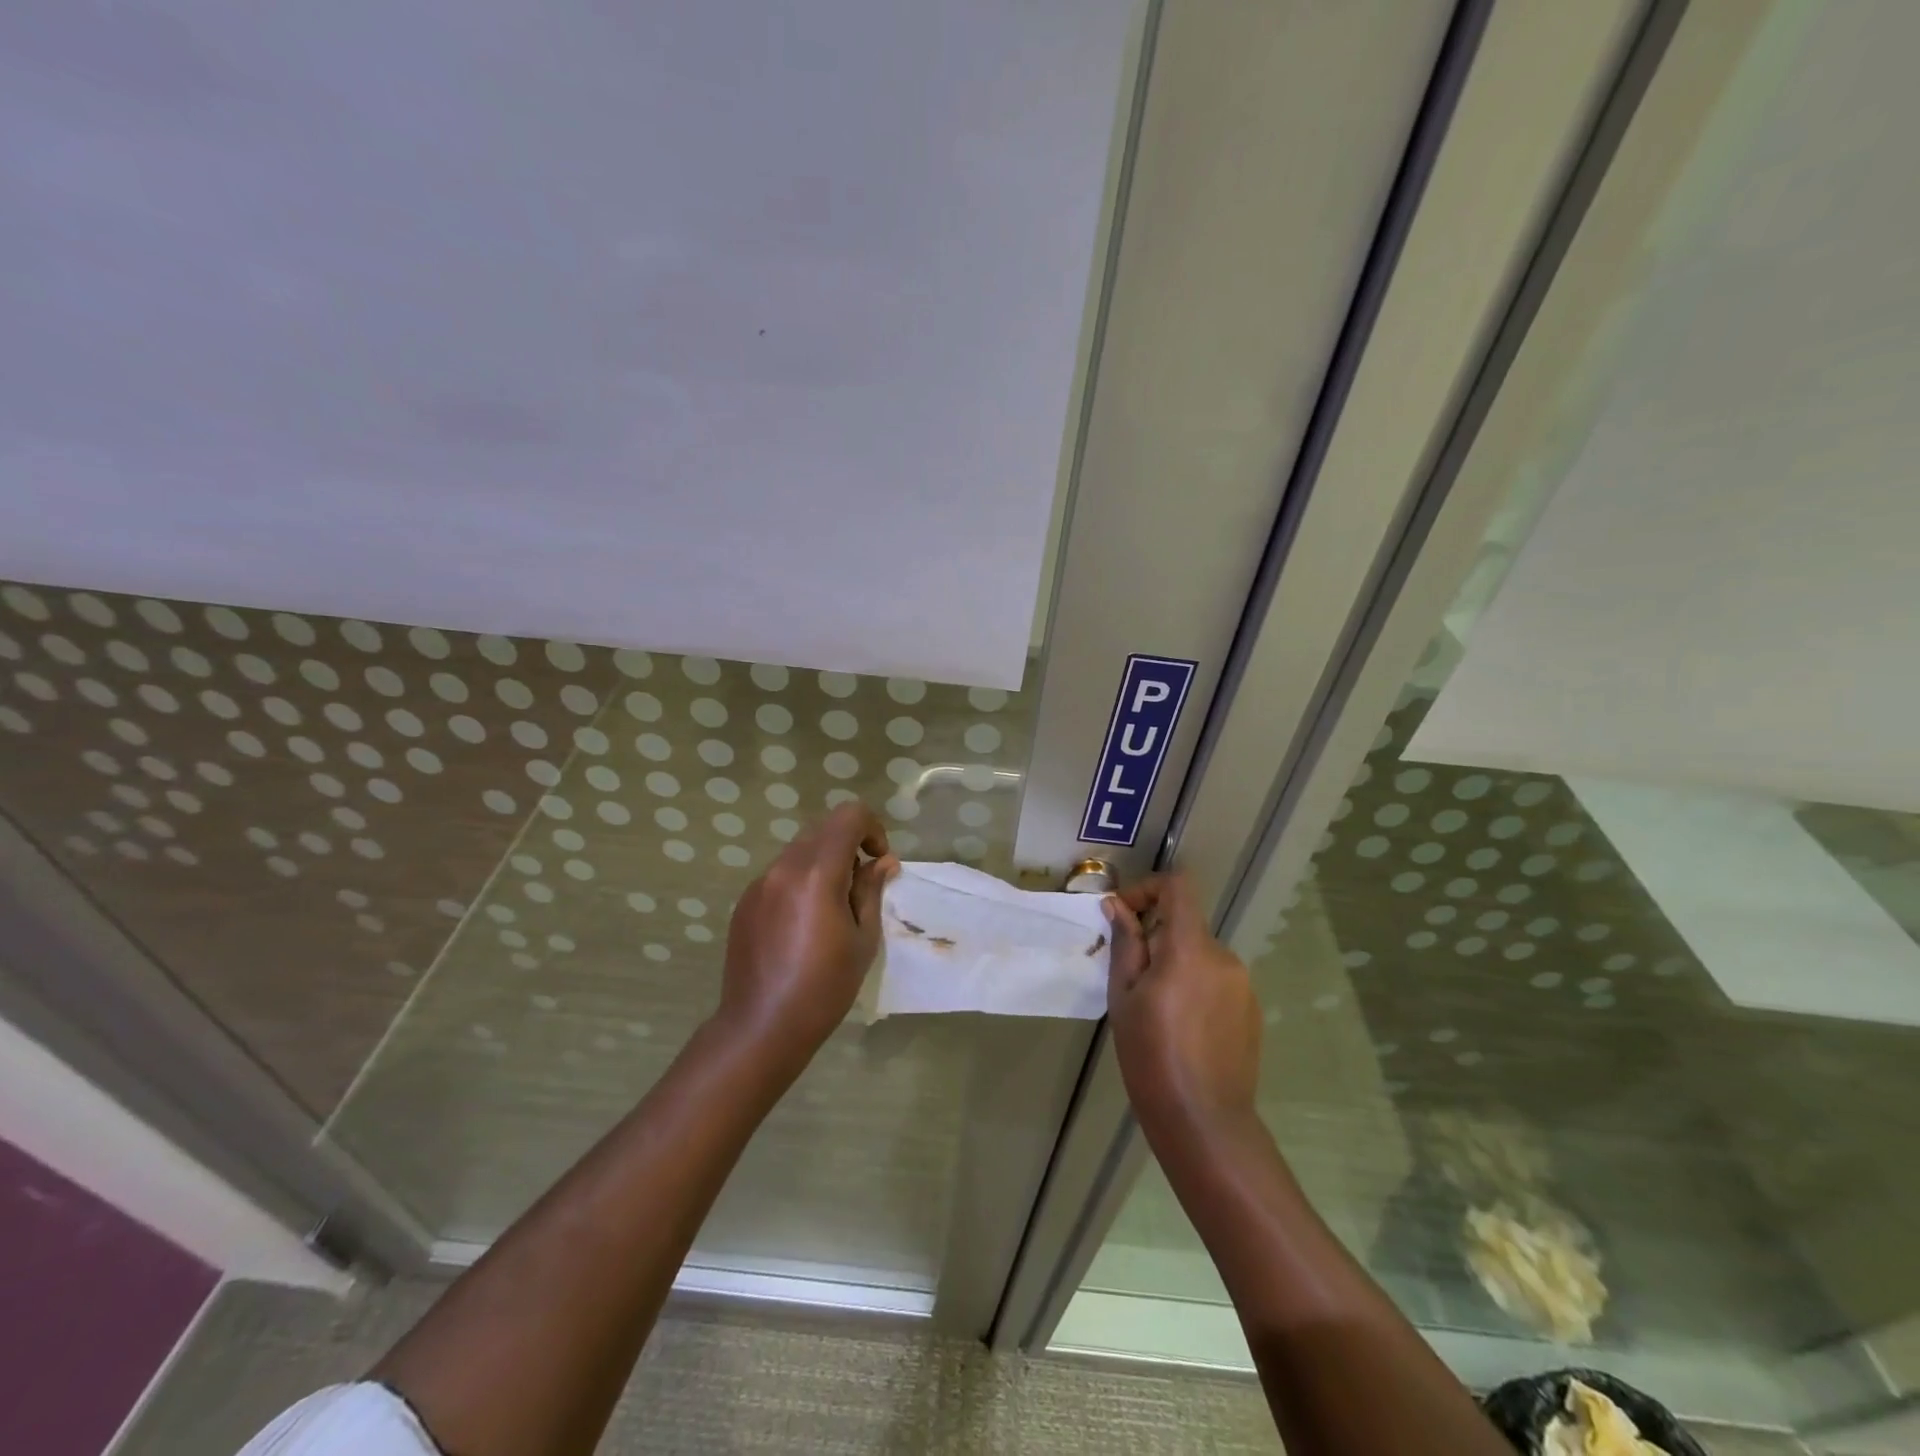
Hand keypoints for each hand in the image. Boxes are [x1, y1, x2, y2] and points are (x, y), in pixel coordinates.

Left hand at [717, 802, 897, 1070]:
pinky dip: (799, 882)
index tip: (878, 861)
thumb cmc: (824, 987)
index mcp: (817, 873)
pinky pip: (779, 875)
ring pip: (799, 851)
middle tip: (859, 887)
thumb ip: (871, 891)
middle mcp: (784, 868)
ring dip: (823, 863)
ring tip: (831, 909)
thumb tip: (883, 861)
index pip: (848, 816)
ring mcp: (759, 884)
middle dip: (849, 845)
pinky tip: (803, 925)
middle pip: (823, 829)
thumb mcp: (863, 940)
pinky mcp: (745, 903)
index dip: (871, 828)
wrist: (761, 1027)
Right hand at [1104, 872, 1261, 1141]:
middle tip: (1129, 974)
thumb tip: (1117, 906)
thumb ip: (1126, 944)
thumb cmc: (1151, 1056)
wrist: (1204, 1121)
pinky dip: (1195, 986)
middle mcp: (1224, 957)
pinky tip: (1182, 1028)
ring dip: (1175, 964)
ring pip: (1200, 955)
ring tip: (1154, 1007)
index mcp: (1190, 949)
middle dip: (1155, 936)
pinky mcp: (1251, 1010)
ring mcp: (1243, 984)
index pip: (1177, 887)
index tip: (1123, 916)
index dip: (1147, 889)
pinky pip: (1216, 981)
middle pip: (1186, 924)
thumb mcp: (1124, 997)